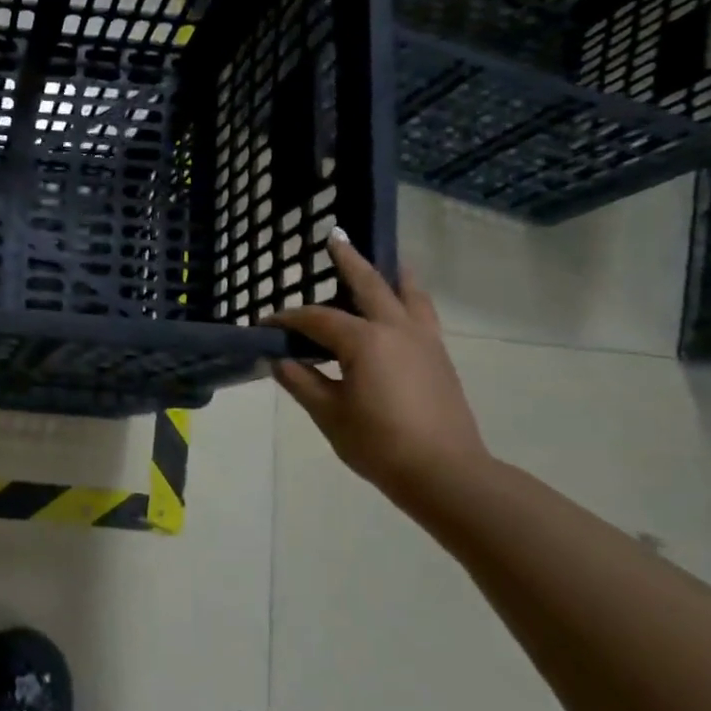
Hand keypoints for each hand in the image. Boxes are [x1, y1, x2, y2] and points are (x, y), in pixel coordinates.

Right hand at [265, 229, 488, 502]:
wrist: (445, 472)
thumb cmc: (379, 443)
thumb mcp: (329, 414)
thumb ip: (302, 381)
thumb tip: (279, 360)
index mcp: (364, 341)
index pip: (317, 319)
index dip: (288, 318)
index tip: (265, 323)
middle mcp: (396, 329)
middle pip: (368, 284)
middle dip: (348, 261)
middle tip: (334, 237)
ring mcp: (424, 340)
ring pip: (407, 293)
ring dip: (390, 273)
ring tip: (385, 260)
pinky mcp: (439, 356)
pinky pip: (422, 313)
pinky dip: (409, 298)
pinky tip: (402, 306)